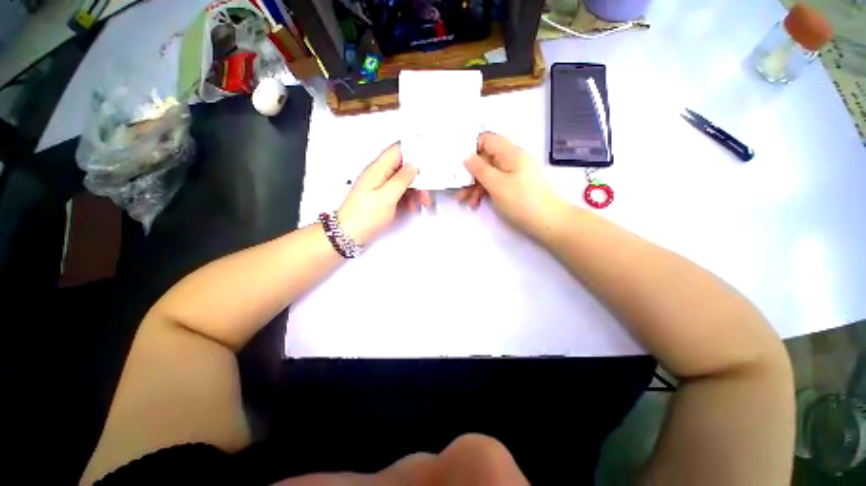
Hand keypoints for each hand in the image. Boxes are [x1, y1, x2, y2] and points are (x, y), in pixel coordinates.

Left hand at [338, 144, 430, 245]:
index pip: (398, 150)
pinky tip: (413, 207)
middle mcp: (379, 174)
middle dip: (418, 178)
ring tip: (423, 203)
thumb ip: (401, 179)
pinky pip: (399, 192)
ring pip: (403, 181)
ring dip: (416, 190)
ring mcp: (381, 186)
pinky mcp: (382, 197)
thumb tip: (413, 166)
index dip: (414, 152)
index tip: (428, 163)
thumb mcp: (386, 197)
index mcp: (378, 169)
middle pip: (404, 168)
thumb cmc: (363, 216)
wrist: (349, 234)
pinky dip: (409, 198)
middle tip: (426, 191)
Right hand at [463, 132, 567, 240]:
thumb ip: (479, 169)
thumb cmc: (522, 201)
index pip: (486, 140)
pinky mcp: (513, 187)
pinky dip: (484, 192)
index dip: (471, 149)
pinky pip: (494, 184)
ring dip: (474, 186)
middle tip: (459, 189)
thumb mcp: (497, 184)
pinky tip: (476, 203)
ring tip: (465, 201)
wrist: (549, 223)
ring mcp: (513, 174)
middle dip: (470, 174)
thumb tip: (466, 156)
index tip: (459, 165)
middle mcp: (511, 160)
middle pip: (485, 159)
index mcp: (510, 153)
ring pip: (488, 174)